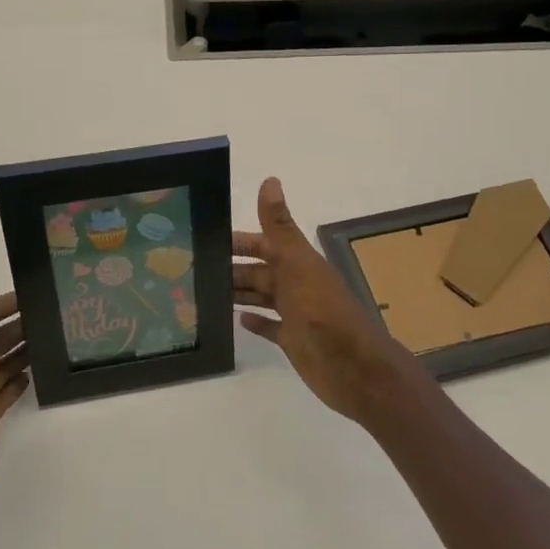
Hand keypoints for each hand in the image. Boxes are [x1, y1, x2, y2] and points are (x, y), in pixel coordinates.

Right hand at [232, 177, 432, 427]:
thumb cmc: (323, 312)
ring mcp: (297, 314)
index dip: (240, 241)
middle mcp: (297, 284)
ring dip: (240, 292)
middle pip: (261, 270)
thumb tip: (270, 180)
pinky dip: (256, 321)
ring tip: (207, 293)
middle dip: (233, 268)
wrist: (354, 368)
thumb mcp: (297, 265)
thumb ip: (280, 227)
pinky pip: (271, 326)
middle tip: (196, 271)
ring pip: (263, 296)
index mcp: (299, 262)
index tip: (207, 240)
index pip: (265, 243)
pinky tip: (237, 320)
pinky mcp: (295, 341)